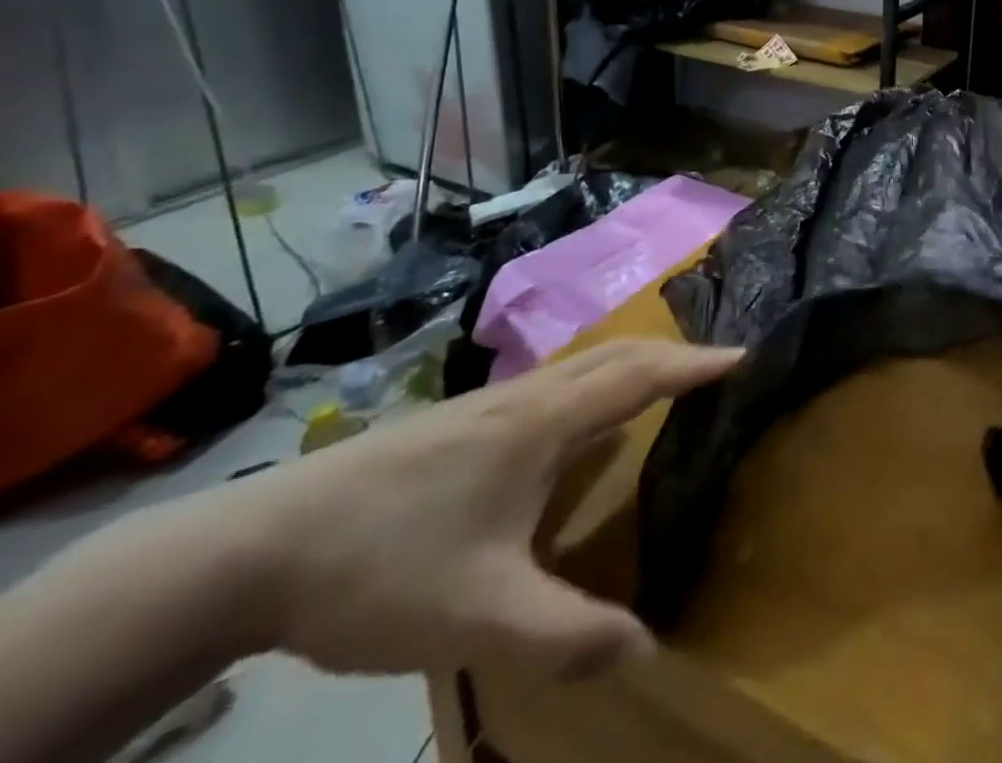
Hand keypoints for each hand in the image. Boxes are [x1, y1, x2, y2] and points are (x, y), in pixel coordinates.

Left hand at [165, 339, 738, 679]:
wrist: (255, 547)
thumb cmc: (383, 565)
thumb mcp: (478, 616)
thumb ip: (563, 635)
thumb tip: (645, 647)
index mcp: (545, 423)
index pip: (641, 376)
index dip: (697, 365)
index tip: (746, 356)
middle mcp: (527, 397)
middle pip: (618, 354)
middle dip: (673, 355)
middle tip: (716, 371)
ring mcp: (490, 403)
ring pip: (583, 363)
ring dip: (633, 363)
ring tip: (663, 387)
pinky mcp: (462, 420)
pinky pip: (555, 382)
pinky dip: (595, 381)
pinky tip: (579, 425)